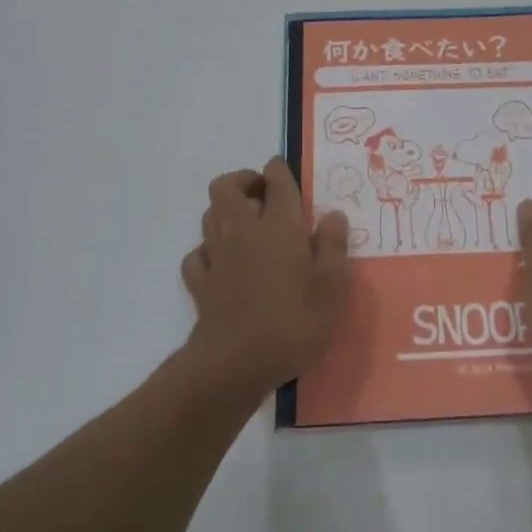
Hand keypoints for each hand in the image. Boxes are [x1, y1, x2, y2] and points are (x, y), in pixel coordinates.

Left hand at [181, 158, 350, 388]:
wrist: (237, 362)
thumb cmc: (295, 319)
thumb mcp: (333, 284)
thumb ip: (334, 245)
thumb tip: (333, 215)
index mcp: (279, 224)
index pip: (275, 179)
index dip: (279, 170)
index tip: (285, 173)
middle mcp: (243, 229)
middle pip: (226, 186)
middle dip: (243, 181)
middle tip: (264, 195)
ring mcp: (216, 255)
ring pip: (210, 215)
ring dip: (225, 212)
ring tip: (248, 227)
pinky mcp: (200, 283)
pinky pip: (197, 254)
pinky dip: (209, 251)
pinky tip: (223, 263)